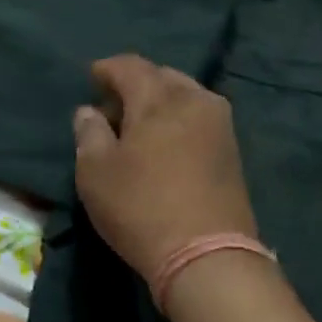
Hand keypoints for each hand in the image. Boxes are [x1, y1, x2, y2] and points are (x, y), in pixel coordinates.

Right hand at [72, 55, 257, 279]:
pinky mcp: (233, 151)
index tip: (92, 77)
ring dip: (161, 102)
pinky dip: (179, 120)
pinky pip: (199, 118)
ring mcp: (220, 125)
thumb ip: (89, 133)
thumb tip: (90, 111)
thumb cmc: (140, 208)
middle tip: (114, 105)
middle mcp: (195, 100)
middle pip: (162, 76)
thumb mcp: (95, 172)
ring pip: (185, 96)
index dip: (107, 69)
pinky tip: (165, 142)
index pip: (131, 66)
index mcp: (159, 98)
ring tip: (139, 125)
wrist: (207, 255)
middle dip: (136, 84)